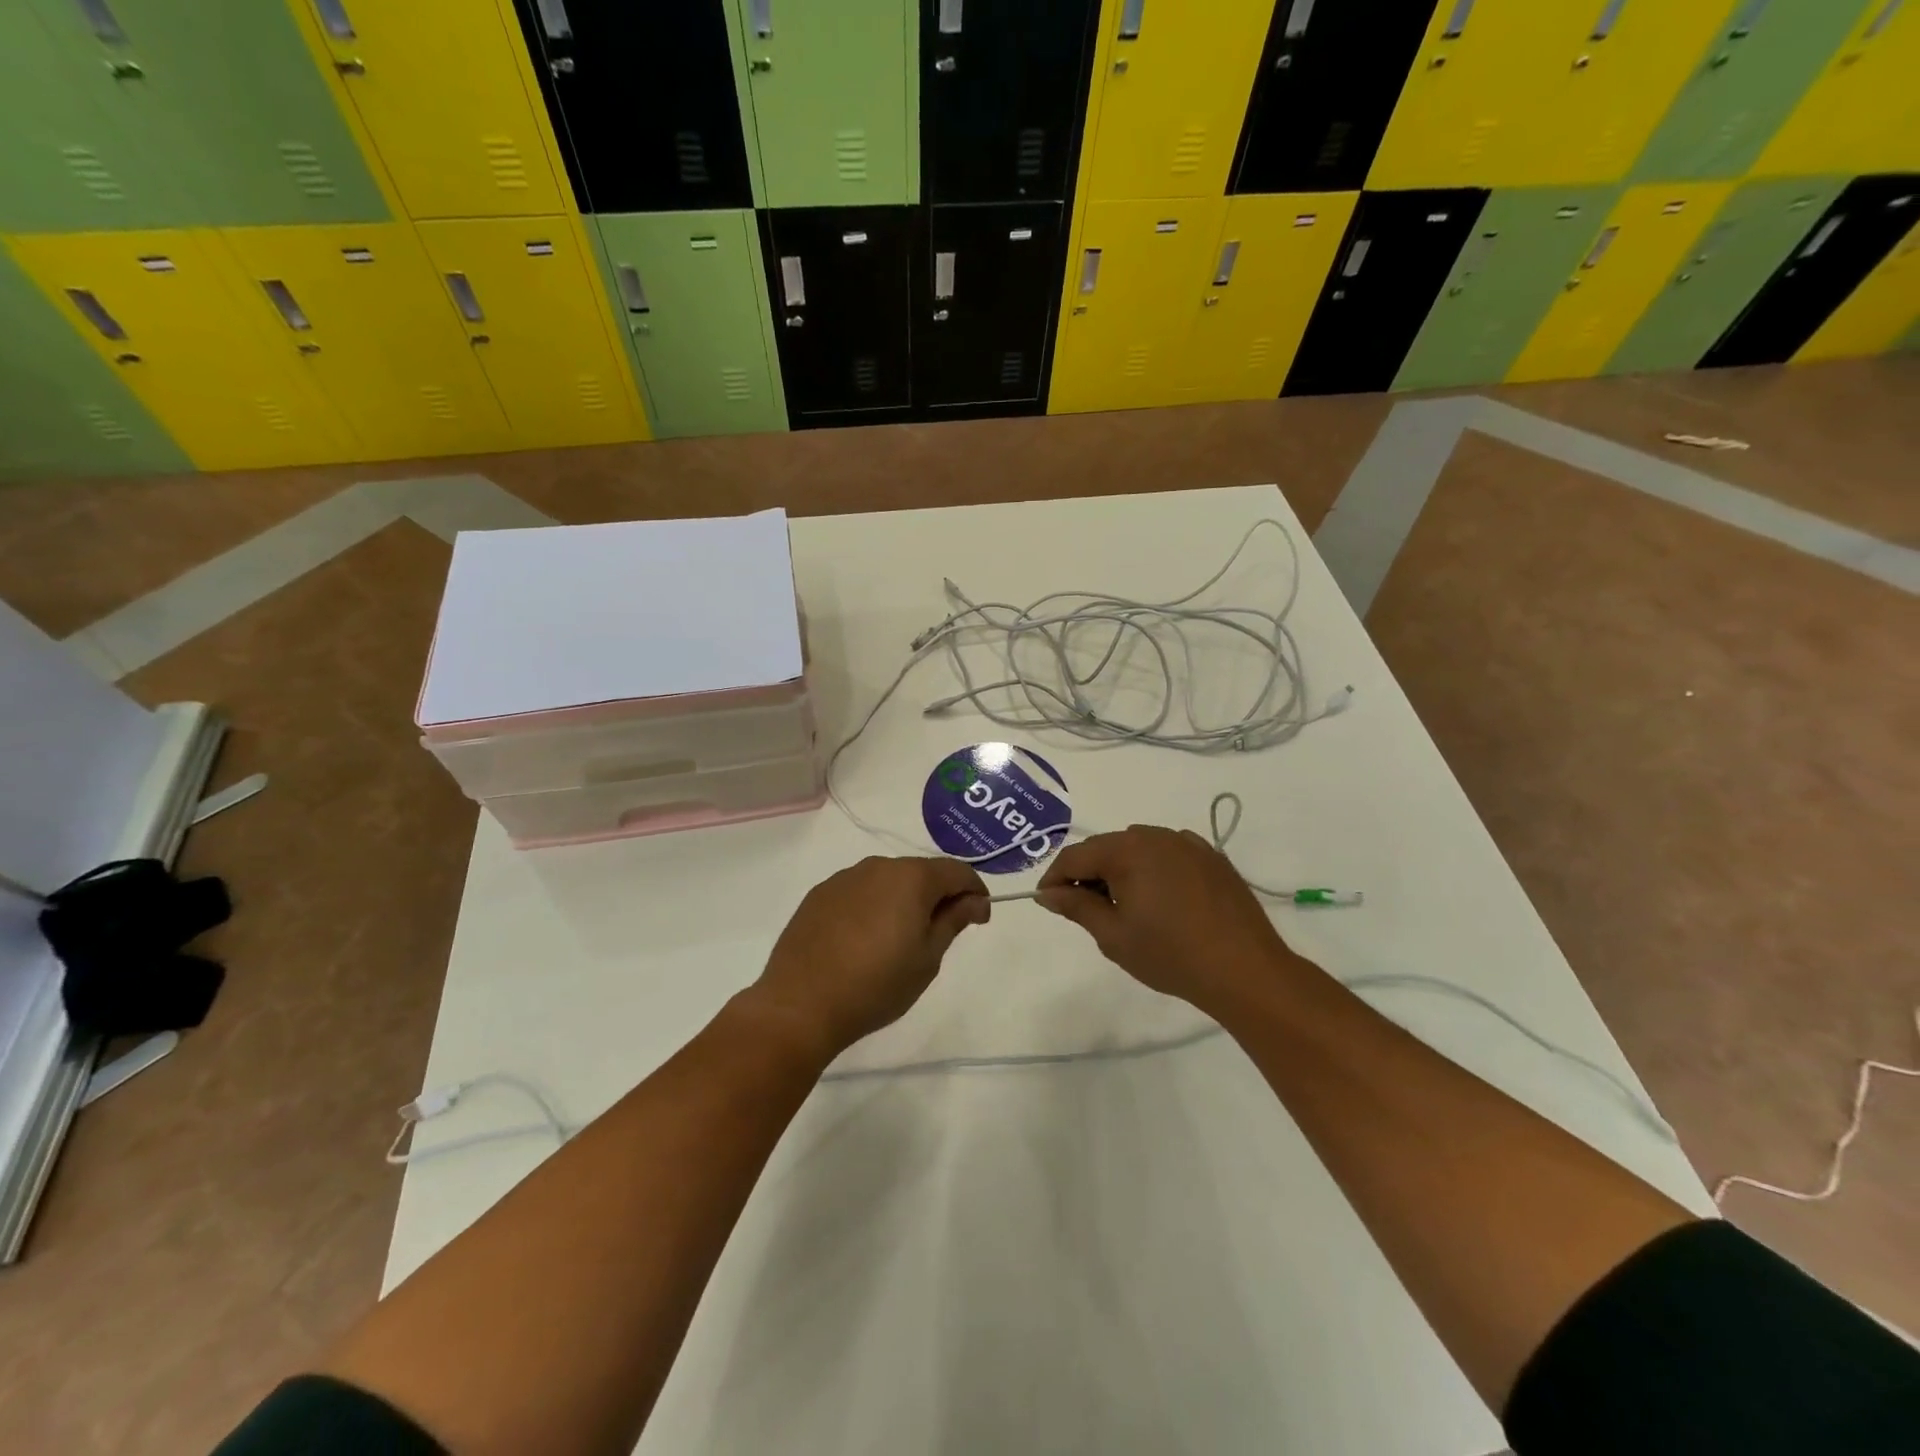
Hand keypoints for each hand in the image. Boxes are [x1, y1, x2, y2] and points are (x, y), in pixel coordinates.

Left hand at [749, 856, 989, 1059]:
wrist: (800, 1004)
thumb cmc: (876, 985)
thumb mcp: (927, 958)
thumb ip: (953, 920)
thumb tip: (975, 901)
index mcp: (911, 877)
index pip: (956, 871)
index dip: (974, 891)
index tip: (979, 919)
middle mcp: (878, 866)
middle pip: (921, 872)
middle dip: (938, 895)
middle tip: (940, 934)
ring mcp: (844, 878)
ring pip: (887, 881)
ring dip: (902, 900)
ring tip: (898, 940)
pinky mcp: (819, 895)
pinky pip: (858, 892)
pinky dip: (871, 907)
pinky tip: (864, 940)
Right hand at [1037, 826, 1300, 1017]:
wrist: (1245, 970)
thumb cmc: (1171, 955)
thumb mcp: (1114, 936)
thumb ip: (1077, 907)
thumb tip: (1048, 893)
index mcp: (1127, 851)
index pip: (1075, 856)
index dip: (1055, 878)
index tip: (1048, 902)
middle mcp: (1155, 836)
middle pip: (1106, 847)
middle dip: (1088, 873)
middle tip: (1084, 909)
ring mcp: (1188, 843)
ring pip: (1138, 847)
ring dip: (1121, 869)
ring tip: (1123, 906)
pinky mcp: (1212, 857)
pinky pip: (1169, 853)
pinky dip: (1154, 869)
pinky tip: (1160, 899)